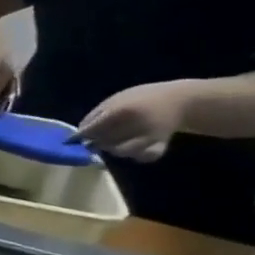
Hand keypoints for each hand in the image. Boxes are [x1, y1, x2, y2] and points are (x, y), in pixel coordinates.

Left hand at [77, 81, 194, 160]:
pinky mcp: (163, 144)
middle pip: (104, 142)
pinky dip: (137, 156)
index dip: (80, 136)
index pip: (91, 131)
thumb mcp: (114, 100)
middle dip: (95, 143)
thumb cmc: (140, 98)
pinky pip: (146, 156)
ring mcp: (150, 136)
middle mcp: (135, 124)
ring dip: (112, 150)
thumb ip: (95, 116)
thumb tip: (78, 133)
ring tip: (113, 142)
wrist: (180, 100)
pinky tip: (134, 149)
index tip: (75, 139)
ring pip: (122, 152)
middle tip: (95, 139)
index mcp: (120, 111)